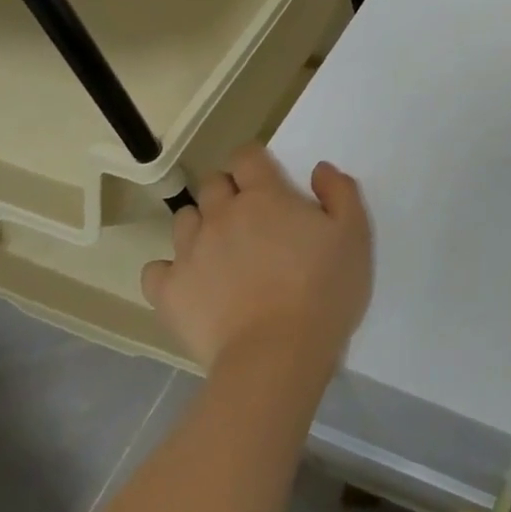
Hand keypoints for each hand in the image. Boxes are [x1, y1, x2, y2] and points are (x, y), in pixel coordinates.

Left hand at [141, 145, 371, 375]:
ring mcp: (189, 252)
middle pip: (212, 184)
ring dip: (201, 225)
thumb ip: (340, 192)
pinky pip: (155, 269)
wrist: (278, 355)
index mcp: (265, 196)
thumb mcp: (354, 234)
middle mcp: (221, 214)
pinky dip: (171, 270)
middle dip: (228, 191)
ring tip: (222, 250)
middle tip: (252, 218)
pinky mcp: (169, 292)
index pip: (247, 156)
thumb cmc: (324, 290)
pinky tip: (192, 282)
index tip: (268, 179)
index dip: (255, 161)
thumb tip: (318, 170)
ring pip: (184, 220)